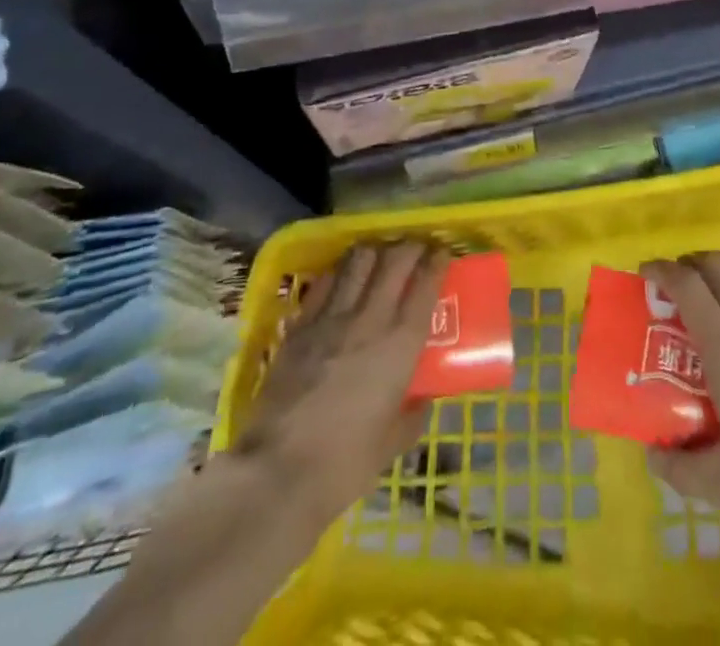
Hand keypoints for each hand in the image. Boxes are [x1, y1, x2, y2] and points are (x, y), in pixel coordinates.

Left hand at [230, 241, 446, 524]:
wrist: (277, 473)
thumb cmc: (344, 465)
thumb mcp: (392, 445)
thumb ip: (412, 416)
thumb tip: (422, 399)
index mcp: (400, 345)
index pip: (425, 285)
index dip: (437, 262)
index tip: (442, 254)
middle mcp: (370, 319)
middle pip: (394, 261)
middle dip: (410, 246)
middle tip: (416, 248)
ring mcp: (331, 318)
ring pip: (358, 261)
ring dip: (374, 251)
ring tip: (380, 255)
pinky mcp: (300, 325)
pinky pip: (324, 282)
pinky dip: (339, 271)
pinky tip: (342, 277)